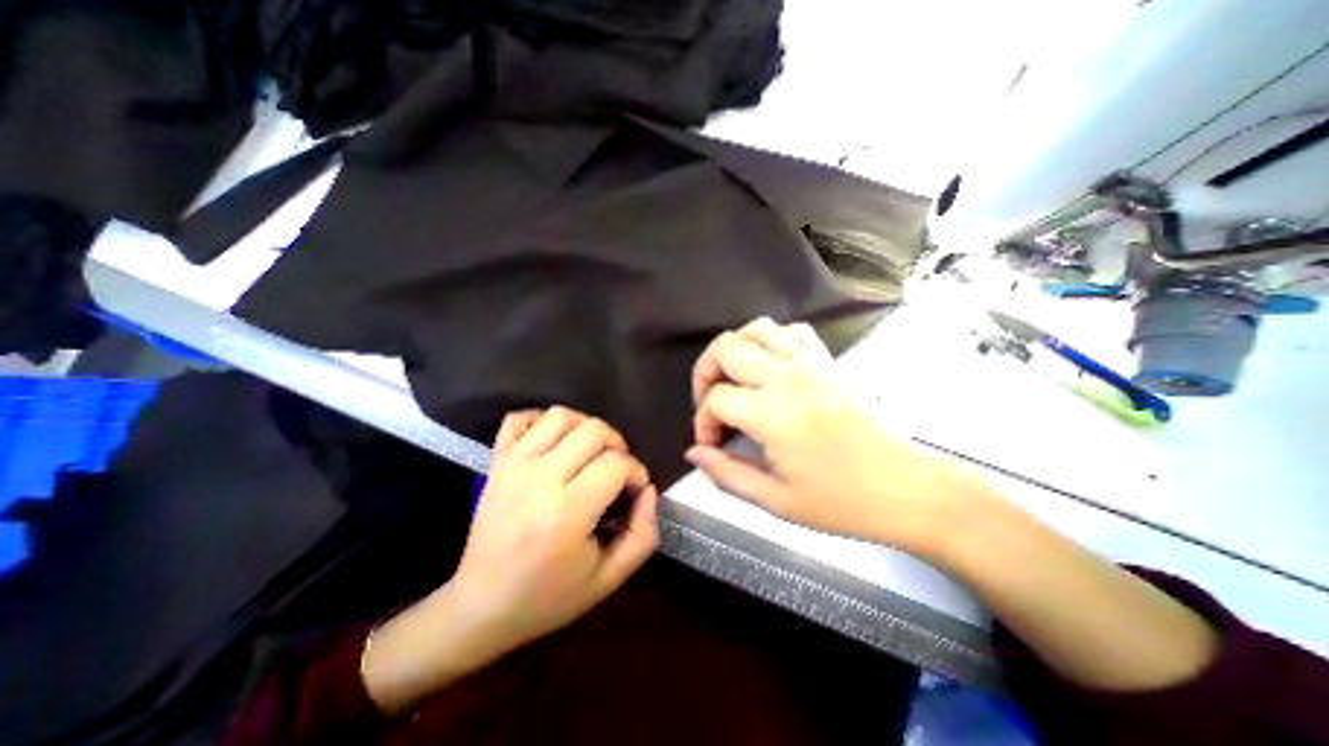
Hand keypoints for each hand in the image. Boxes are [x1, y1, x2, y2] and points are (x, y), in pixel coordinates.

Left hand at [453, 404, 657, 642]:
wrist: (480, 607)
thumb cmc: (548, 597)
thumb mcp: (608, 579)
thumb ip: (641, 534)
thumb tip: (648, 490)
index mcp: (567, 512)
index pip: (617, 464)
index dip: (637, 473)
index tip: (635, 491)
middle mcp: (539, 479)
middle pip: (593, 431)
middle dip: (618, 446)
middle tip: (617, 471)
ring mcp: (513, 465)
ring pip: (561, 416)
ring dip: (585, 428)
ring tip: (591, 453)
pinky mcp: (497, 461)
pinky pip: (519, 419)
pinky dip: (541, 421)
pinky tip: (555, 442)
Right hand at [685, 317, 966, 556]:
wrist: (908, 489)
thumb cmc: (844, 502)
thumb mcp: (776, 500)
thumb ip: (726, 473)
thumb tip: (695, 453)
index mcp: (774, 414)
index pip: (716, 399)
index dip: (703, 422)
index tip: (711, 444)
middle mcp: (789, 378)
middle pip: (726, 347)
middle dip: (705, 372)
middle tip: (710, 401)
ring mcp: (811, 364)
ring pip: (757, 329)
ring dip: (734, 349)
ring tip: (733, 378)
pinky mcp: (828, 363)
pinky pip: (792, 331)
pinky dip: (771, 339)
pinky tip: (769, 364)